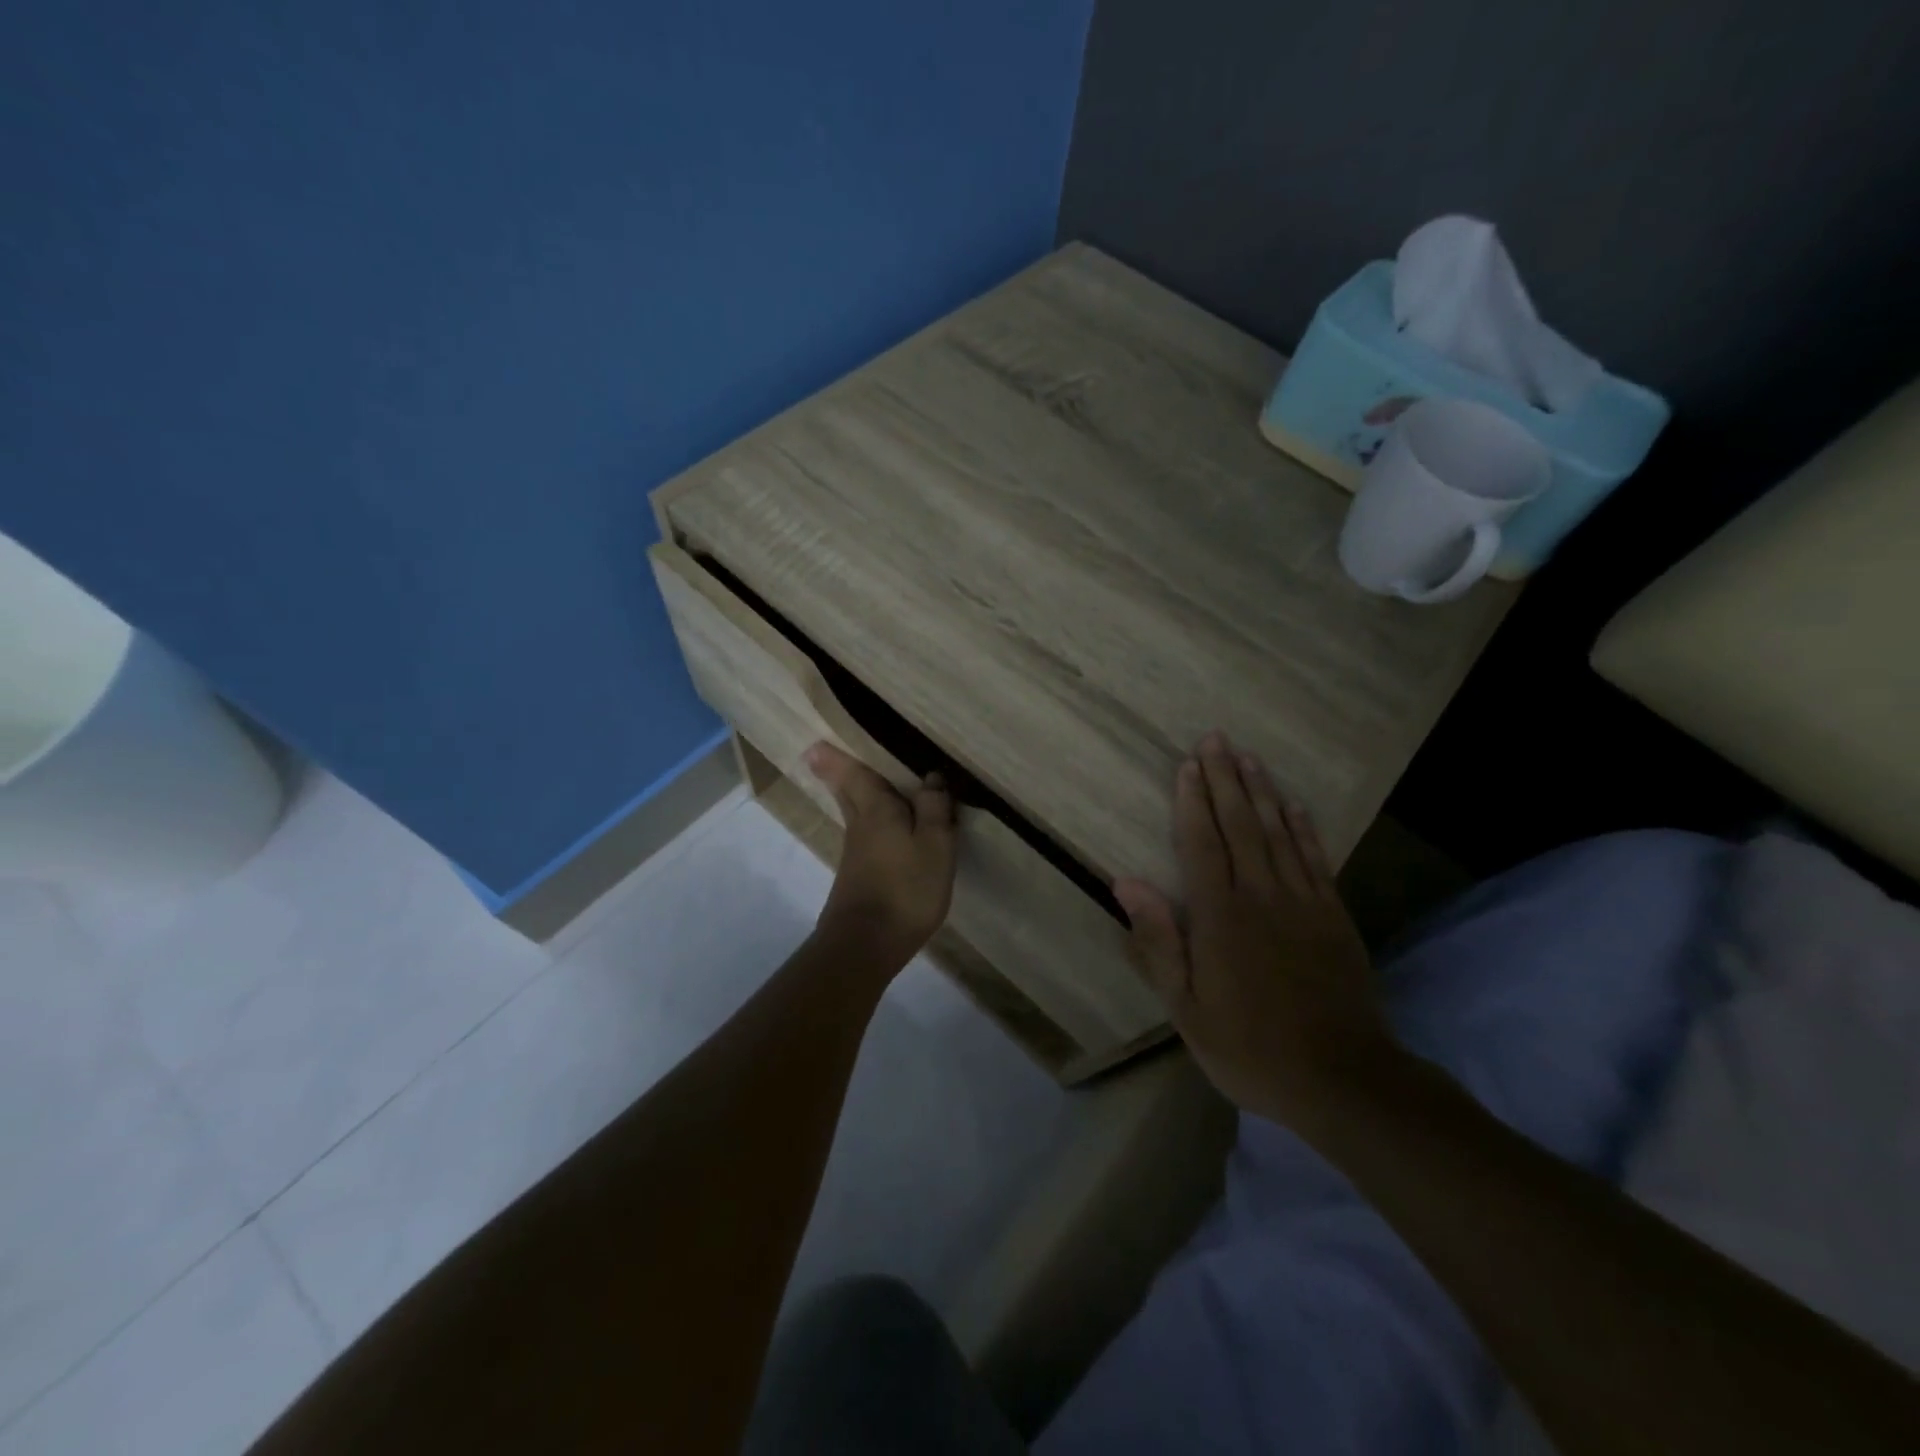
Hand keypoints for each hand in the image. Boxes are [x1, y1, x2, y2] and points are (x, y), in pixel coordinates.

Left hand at [805, 742, 956, 967]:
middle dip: (838, 773)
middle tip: (823, 753)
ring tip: (864, 782)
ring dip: (855, 795)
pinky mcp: (859, 876)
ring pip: (856, 813)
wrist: (866, 945)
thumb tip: (931, 777)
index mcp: (876, 809)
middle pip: (847, 792)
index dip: (836, 757)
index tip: (815, 742)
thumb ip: (934, 808)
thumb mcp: (935, 845)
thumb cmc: (905, 888)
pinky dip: (871, 822)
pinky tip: (886, 830)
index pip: (854, 774)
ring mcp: (856, 853)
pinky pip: (866, 835)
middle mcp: (860, 825)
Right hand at [1112, 731, 1398, 1132]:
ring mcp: (1304, 902)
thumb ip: (1158, 942)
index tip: (1187, 764)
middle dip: (1225, 779)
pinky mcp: (1334, 916)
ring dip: (1262, 791)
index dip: (1192, 801)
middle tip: (1216, 739)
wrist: (1343, 1080)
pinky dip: (1304, 827)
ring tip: (1249, 757)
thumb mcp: (1186, 1008)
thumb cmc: (1250, 1047)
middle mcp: (1261, 896)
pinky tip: (1294, 805)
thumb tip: (1125, 884)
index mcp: (1220, 916)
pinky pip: (1315, 859)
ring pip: (1279, 832)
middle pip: (1241, 825)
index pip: (1202, 843)